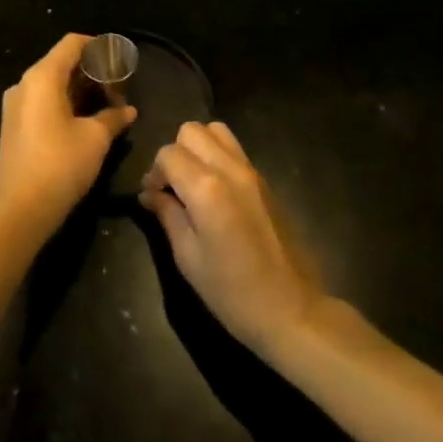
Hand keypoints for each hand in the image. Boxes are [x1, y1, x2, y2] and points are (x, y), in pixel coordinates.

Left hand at [0, 34, 136, 243]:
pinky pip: (41, 101)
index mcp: (42, 77)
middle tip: (118, 86)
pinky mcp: (13, 125)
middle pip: (61, 62)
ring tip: (106, 103)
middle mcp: (24, 84)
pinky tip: (85, 119)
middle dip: (91, 71)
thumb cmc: (60, 164)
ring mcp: (15, 105)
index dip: (98, 46)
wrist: (20, 210)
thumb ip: (113, 117)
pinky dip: (64, 102)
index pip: (72, 43)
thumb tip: (129, 111)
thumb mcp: (95, 138)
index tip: (119, 60)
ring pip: (51, 84)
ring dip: (79, 89)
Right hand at [140, 122, 324, 358]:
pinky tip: (215, 191)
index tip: (152, 199)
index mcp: (206, 188)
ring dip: (198, 148)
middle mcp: (229, 168)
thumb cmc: (233, 293)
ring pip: (216, 130)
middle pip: (191, 130)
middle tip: (172, 187)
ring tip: (193, 182)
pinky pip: (234, 149)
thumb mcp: (188, 259)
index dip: (154, 173)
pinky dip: (217, 156)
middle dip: (174, 153)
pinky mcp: (265, 180)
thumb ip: (167, 215)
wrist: (293, 311)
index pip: (168, 153)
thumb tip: (149, 193)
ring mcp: (251, 171)